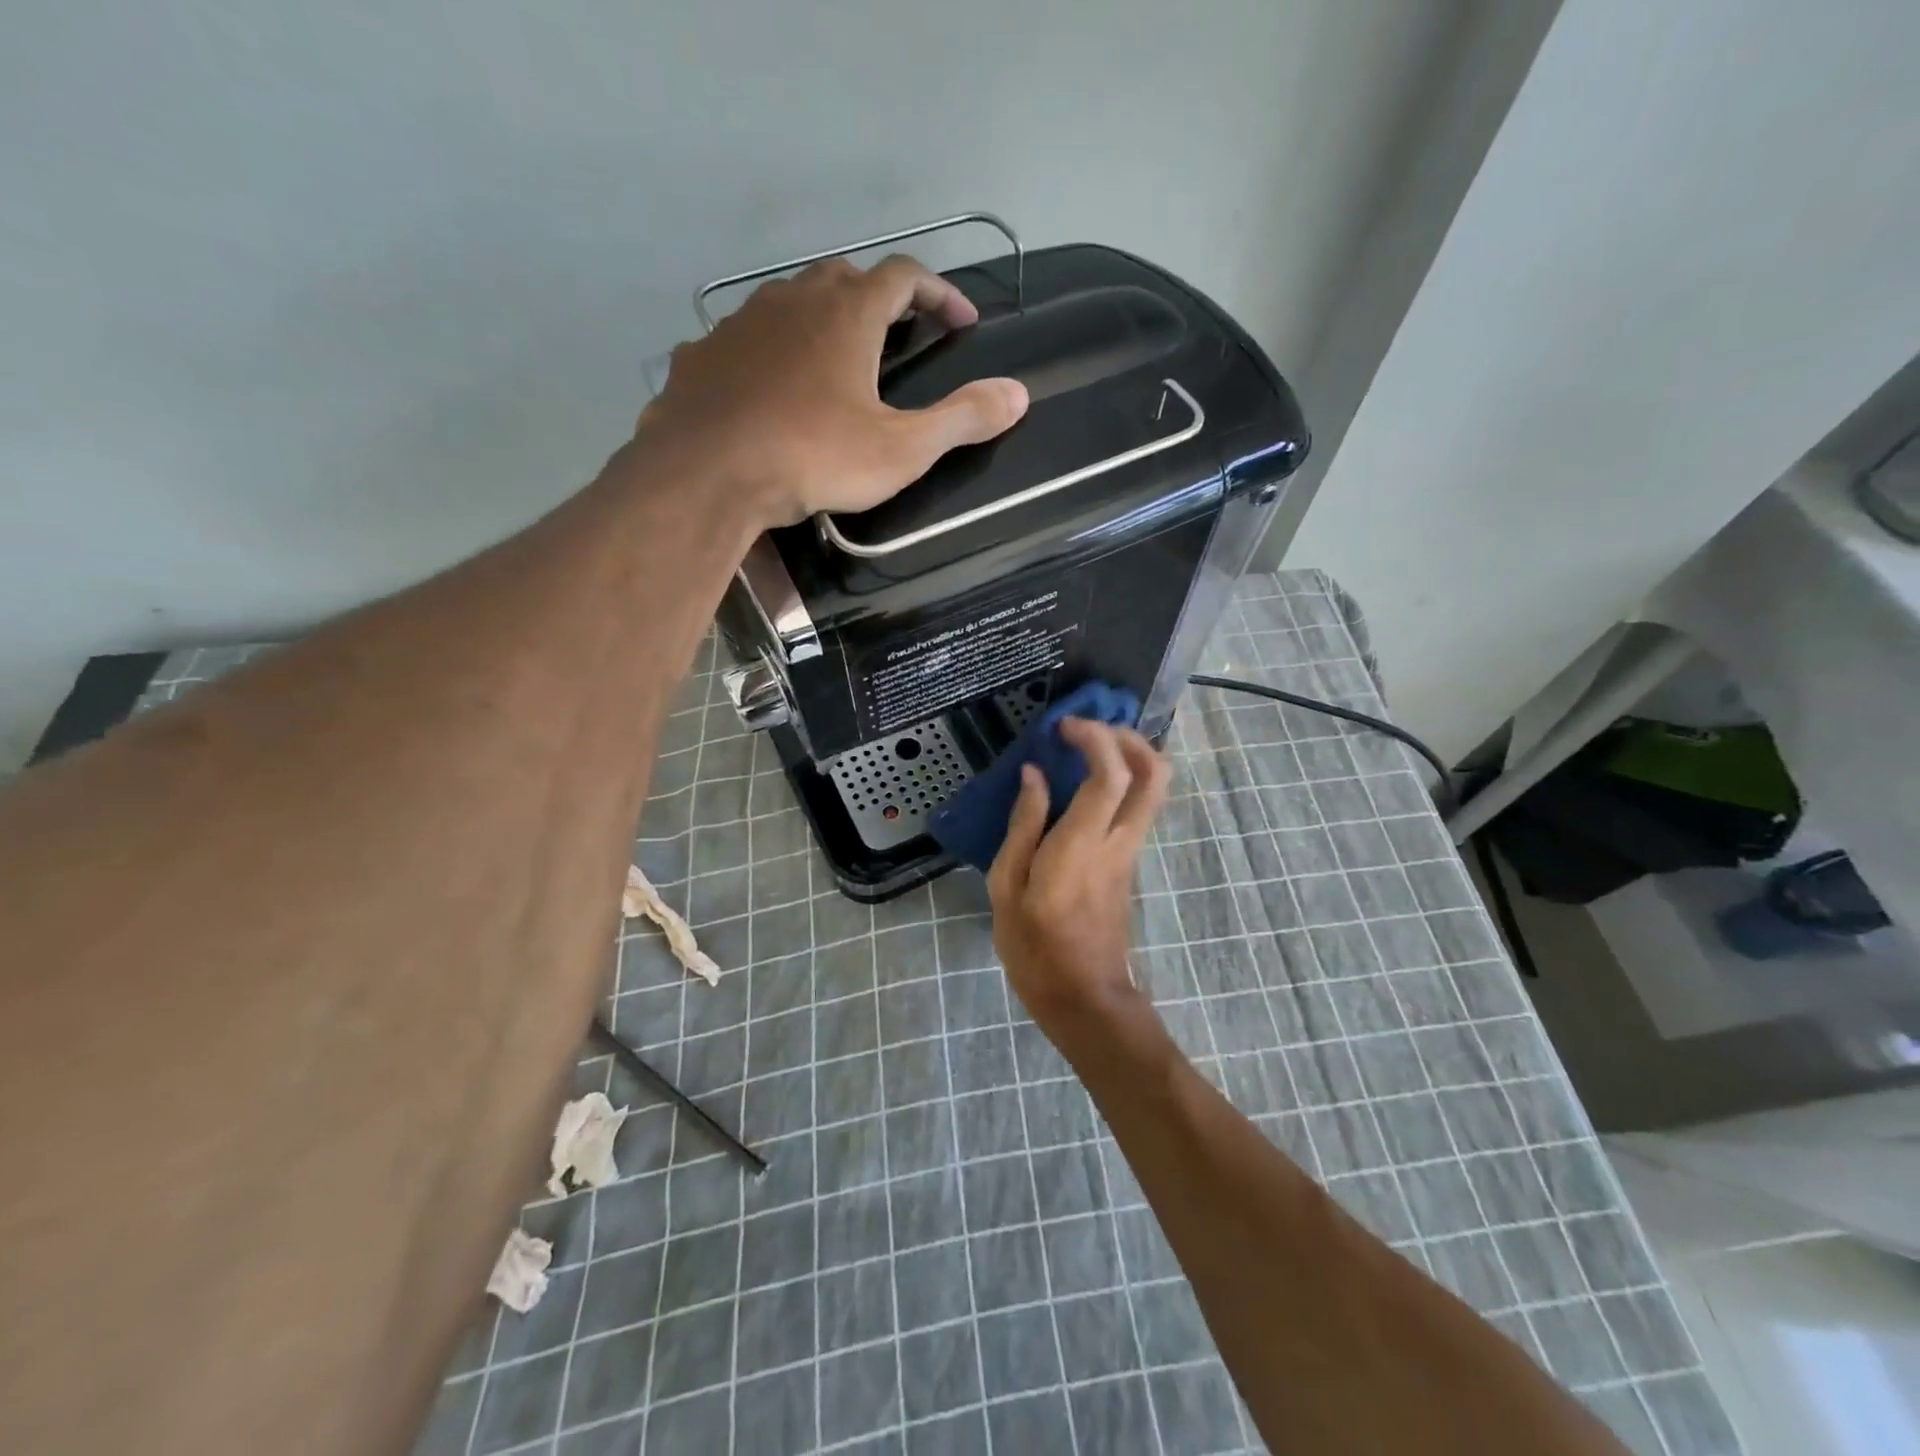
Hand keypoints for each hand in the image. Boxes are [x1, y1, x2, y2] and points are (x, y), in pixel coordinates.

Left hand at [634, 255, 1028, 525]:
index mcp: (848, 314)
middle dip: (878, 300)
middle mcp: (793, 300)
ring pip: (789, 303)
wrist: (709, 474)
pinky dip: (769, 354)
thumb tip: (1019, 395)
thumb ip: (962, 420)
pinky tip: (770, 390)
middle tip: (897, 335)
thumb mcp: (902, 449)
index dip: (939, 292)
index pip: (905, 275)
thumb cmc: (815, 457)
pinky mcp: (703, 355)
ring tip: (834, 363)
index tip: (962, 320)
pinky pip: (745, 342)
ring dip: (820, 321)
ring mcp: (741, 323)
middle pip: (845, 278)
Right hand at [987, 718, 1171, 1038]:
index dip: (1095, 738)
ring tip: (1086, 749)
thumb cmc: (1035, 947)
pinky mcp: (1130, 862)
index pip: (1111, 775)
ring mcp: (1131, 851)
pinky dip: (1123, 781)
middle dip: (1128, 737)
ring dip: (1130, 756)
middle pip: (1154, 773)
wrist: (1083, 997)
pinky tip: (1086, 784)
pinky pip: (1139, 807)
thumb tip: (1034, 776)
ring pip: (1154, 789)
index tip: (1064, 727)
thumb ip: (1023, 826)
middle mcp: (1118, 841)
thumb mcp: (1006, 888)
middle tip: (1088, 730)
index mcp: (1081, 846)